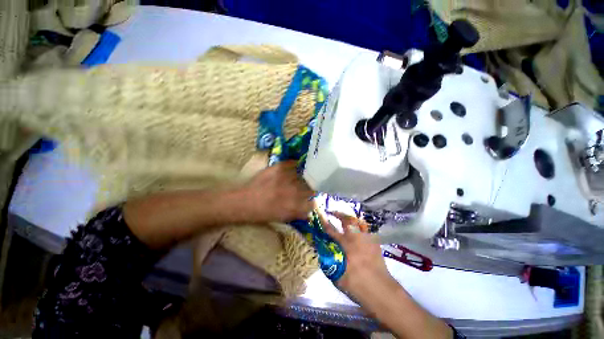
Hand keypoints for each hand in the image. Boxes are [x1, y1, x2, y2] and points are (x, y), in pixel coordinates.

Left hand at [237, 161, 314, 223]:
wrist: (244, 202)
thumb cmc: (262, 213)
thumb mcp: (282, 218)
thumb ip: (298, 214)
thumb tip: (309, 212)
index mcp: (295, 205)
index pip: (313, 202)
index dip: (312, 201)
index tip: (310, 199)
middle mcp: (293, 191)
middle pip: (310, 187)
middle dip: (310, 188)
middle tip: (305, 188)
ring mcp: (286, 178)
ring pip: (304, 175)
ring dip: (304, 177)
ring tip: (300, 177)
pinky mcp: (279, 168)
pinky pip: (293, 164)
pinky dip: (296, 165)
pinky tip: (295, 167)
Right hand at [320, 211, 394, 295]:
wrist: (381, 291)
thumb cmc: (357, 284)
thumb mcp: (337, 275)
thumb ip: (329, 262)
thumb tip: (324, 254)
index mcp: (346, 244)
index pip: (332, 230)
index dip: (325, 224)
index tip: (321, 218)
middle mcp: (357, 238)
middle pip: (348, 220)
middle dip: (339, 214)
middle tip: (333, 213)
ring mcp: (368, 239)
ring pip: (359, 223)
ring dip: (351, 220)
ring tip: (346, 220)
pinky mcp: (375, 244)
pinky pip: (366, 231)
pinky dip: (360, 229)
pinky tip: (357, 234)